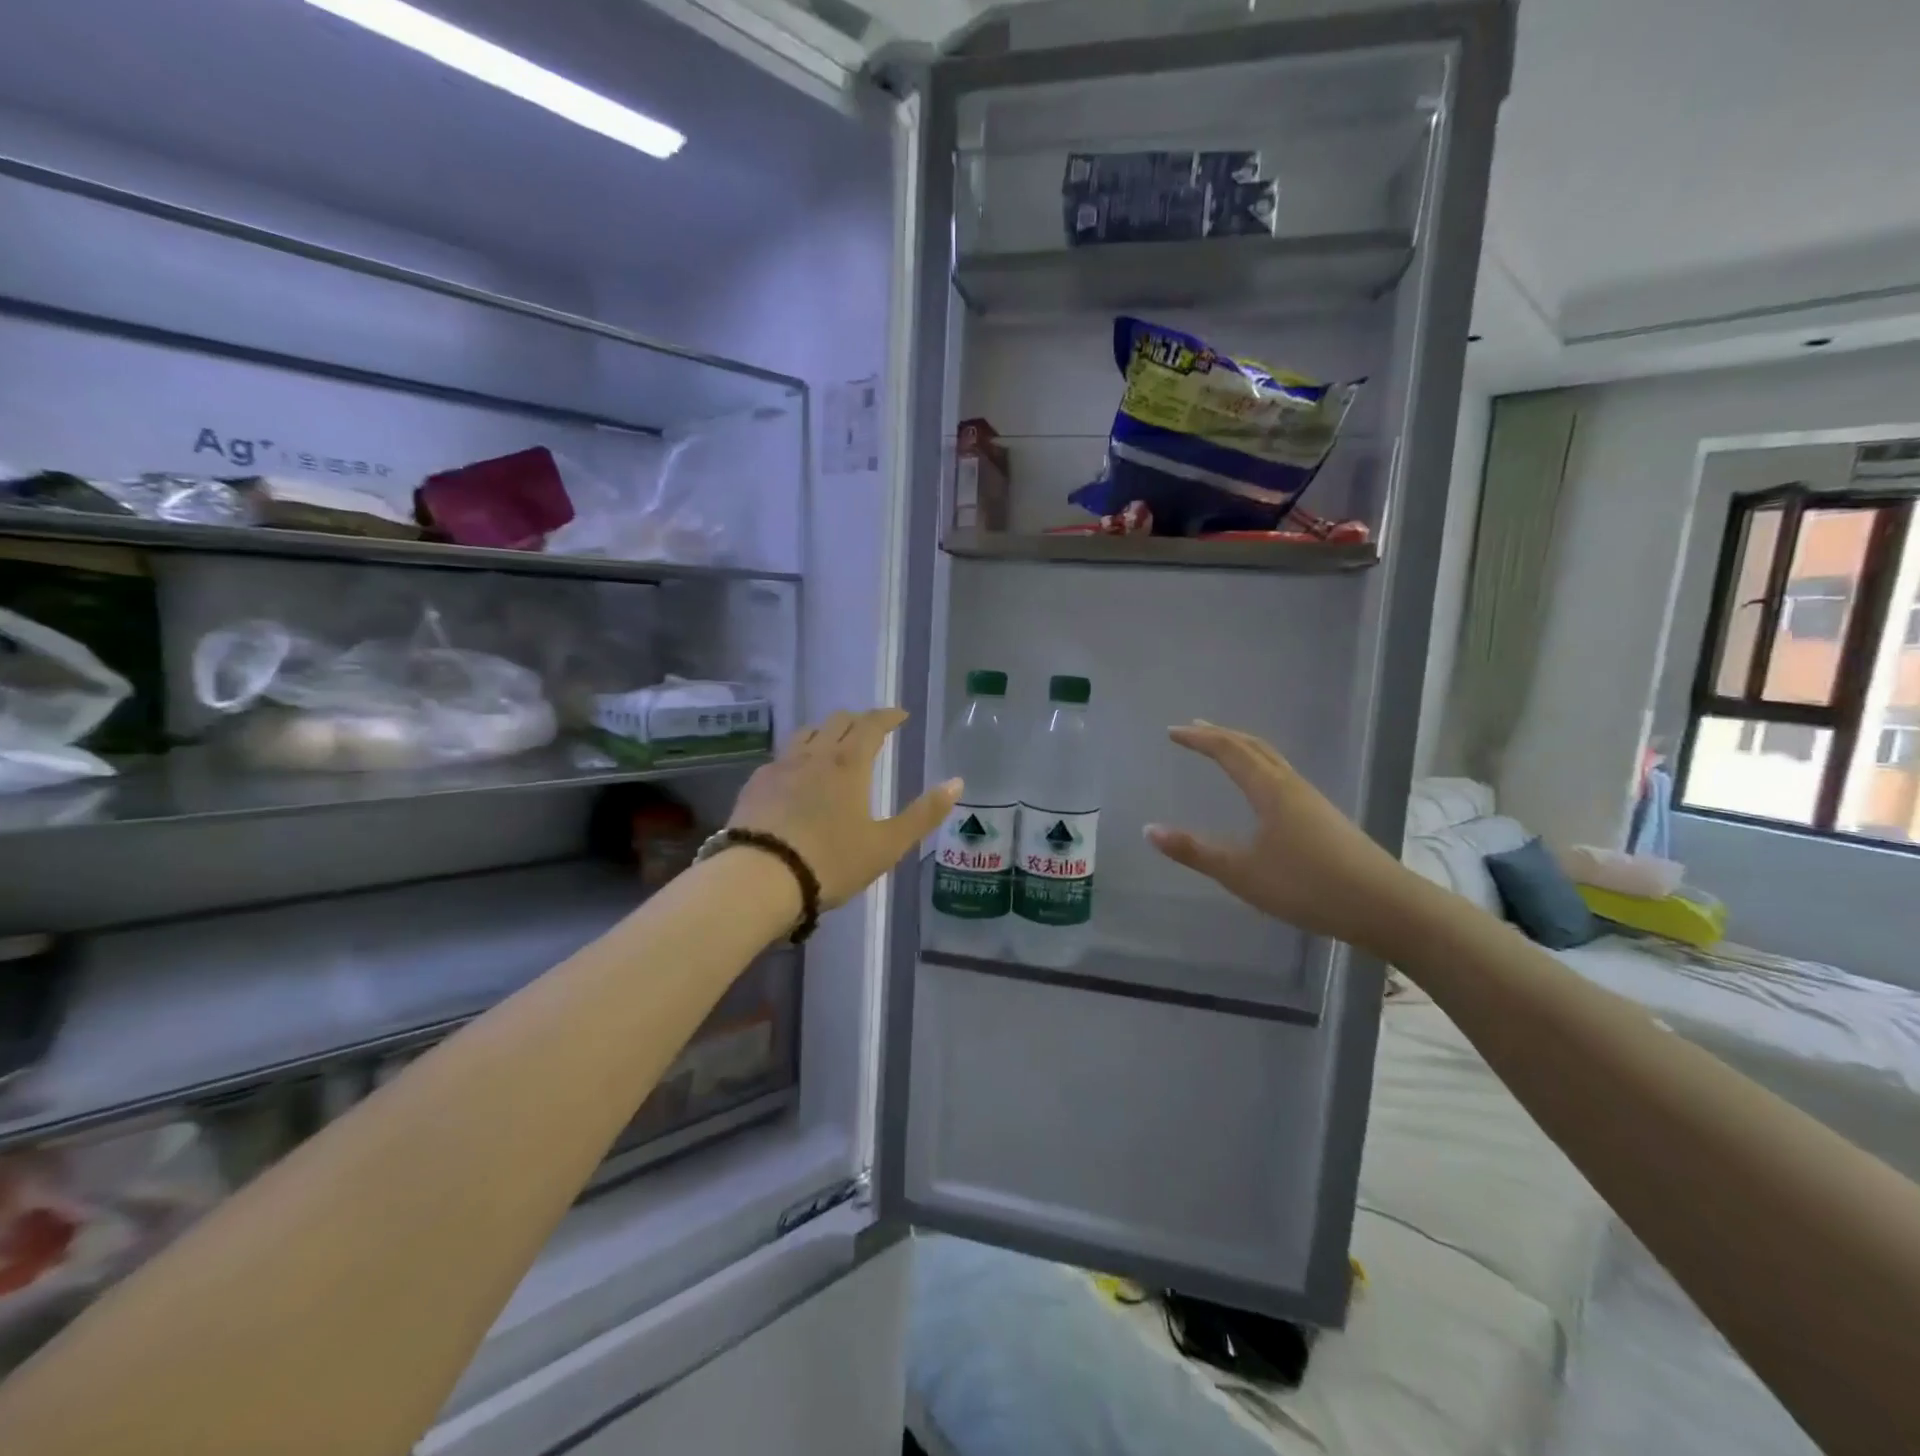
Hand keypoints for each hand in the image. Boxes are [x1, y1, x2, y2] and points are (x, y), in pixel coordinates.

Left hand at [728, 708, 960, 908]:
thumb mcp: (887, 845)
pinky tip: (796, 775)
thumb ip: (923, 814)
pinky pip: (781, 756)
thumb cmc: (831, 861)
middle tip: (871, 732)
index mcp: (849, 764)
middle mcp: (814, 755)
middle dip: (858, 720)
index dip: (888, 716)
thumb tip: (956, 782)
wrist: (760, 877)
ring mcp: (780, 766)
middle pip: (837, 721)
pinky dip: (797, 755)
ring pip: (805, 733)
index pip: (872, 724)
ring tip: (833, 746)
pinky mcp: (756, 783)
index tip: (900, 715)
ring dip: (825, 732)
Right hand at [1146, 721, 1412, 947]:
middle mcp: (1292, 786)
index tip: (1172, 732)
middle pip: (1254, 747)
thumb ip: (1195, 851)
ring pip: (1272, 761)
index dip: (1199, 739)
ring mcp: (1313, 802)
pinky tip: (1262, 791)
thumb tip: (1149, 830)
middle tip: (1194, 728)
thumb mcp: (1241, 872)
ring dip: (1243, 749)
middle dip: (1221, 735)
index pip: (1229, 751)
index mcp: (1270, 790)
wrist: (1386, 907)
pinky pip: (1283, 778)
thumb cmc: (1308, 885)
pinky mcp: (1326, 819)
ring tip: (1224, 750)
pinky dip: (1261, 768)